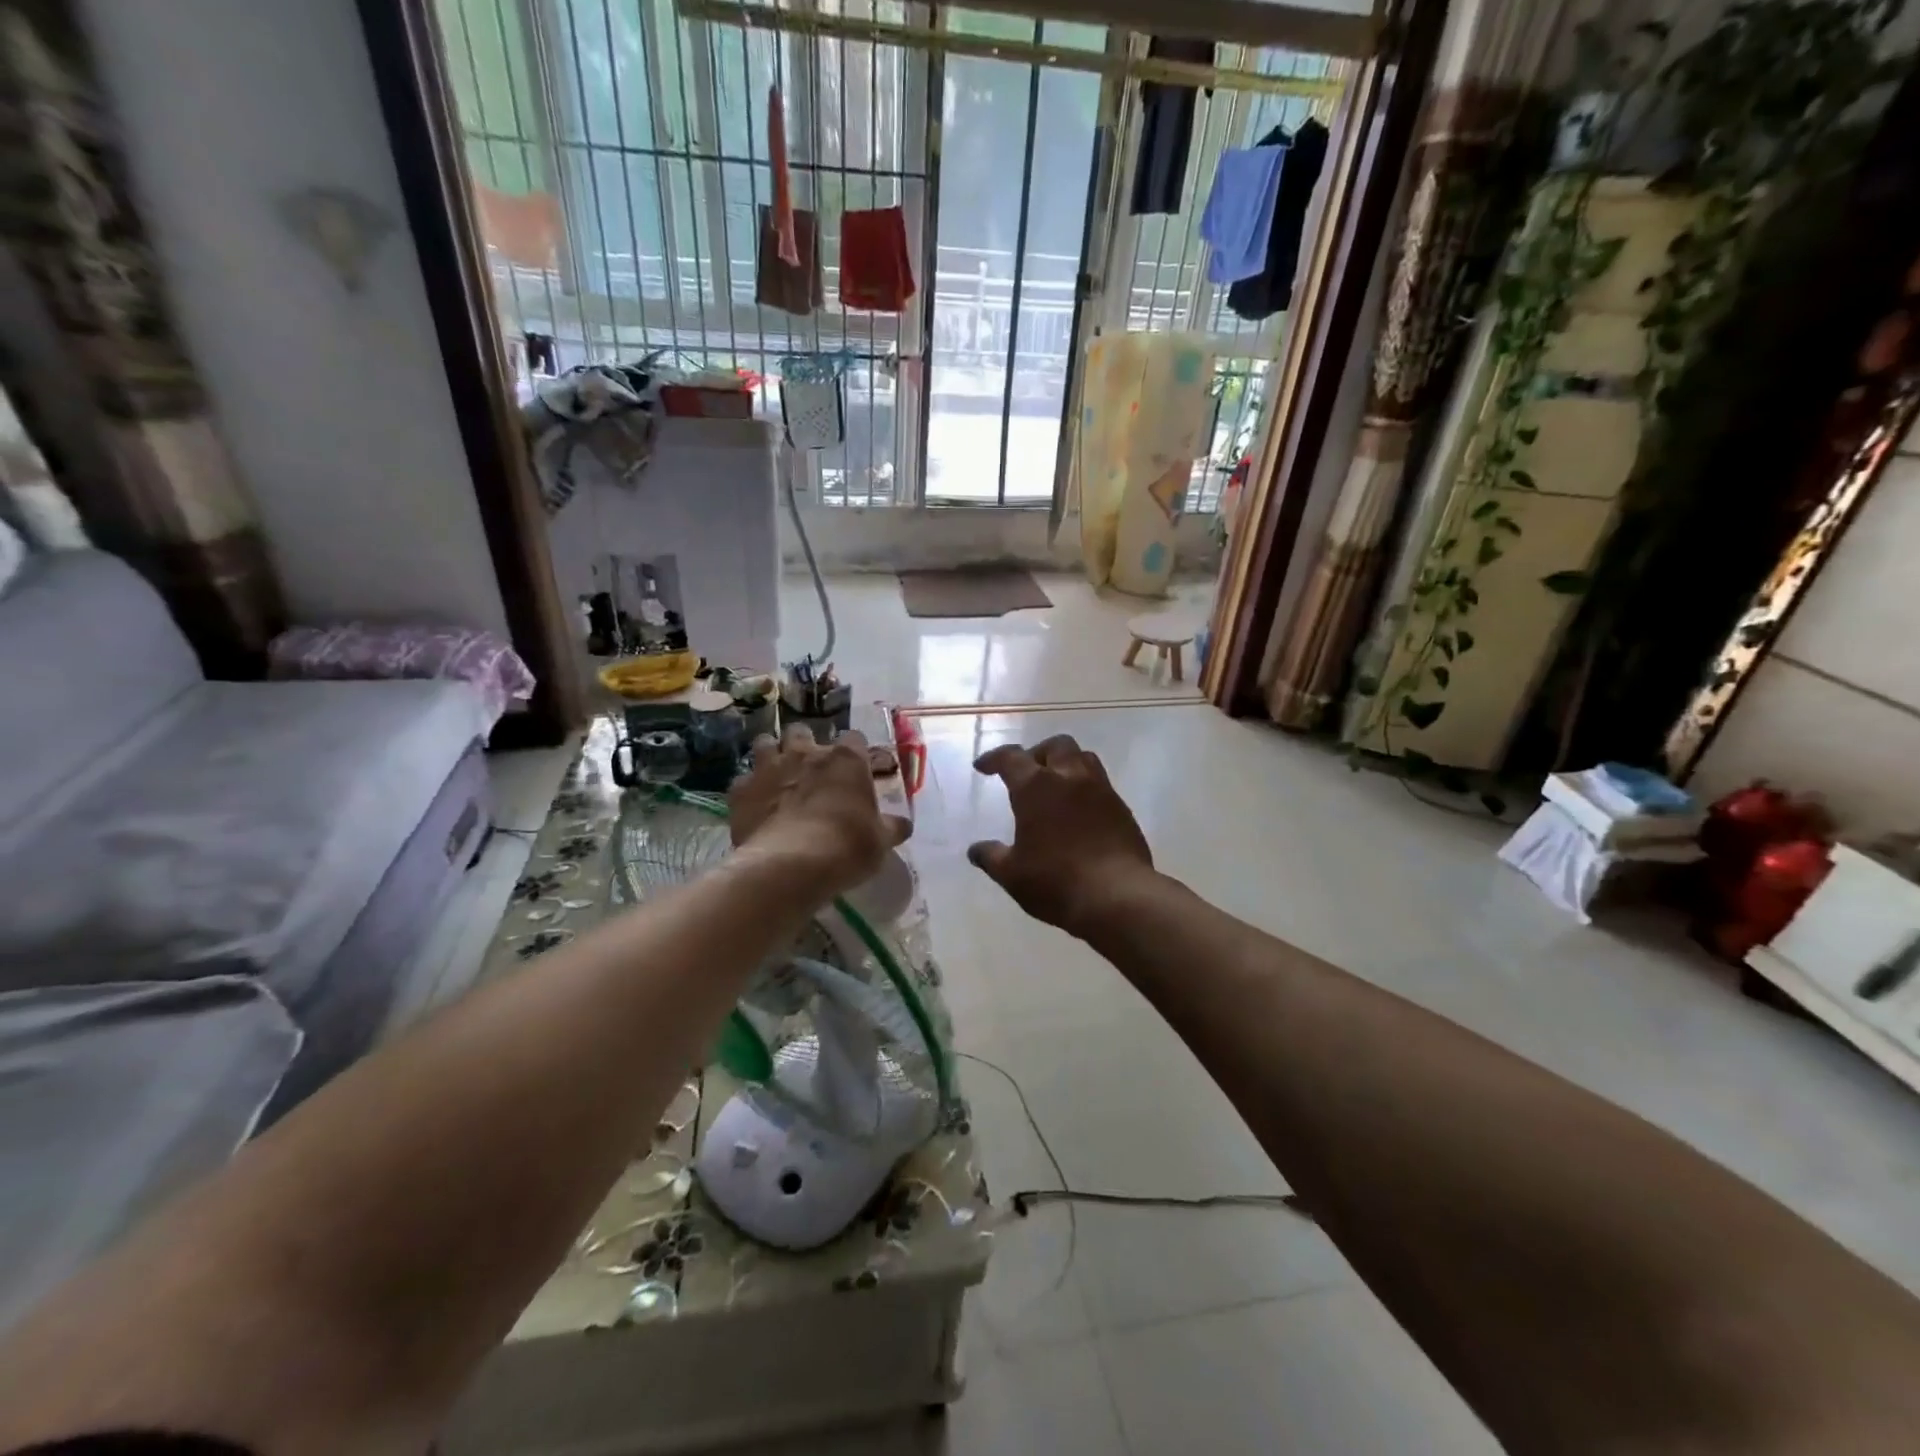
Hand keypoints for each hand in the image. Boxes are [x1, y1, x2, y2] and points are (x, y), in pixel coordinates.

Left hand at [728, 727, 909, 897]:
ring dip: (772, 755)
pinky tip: (755, 805)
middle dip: (805, 745)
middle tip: (810, 768)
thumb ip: (891, 827)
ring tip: (777, 776)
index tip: (855, 770)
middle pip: (803, 731)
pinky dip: (749, 789)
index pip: (854, 738)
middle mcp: (806, 753)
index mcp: (846, 759)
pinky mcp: (741, 789)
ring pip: (766, 743)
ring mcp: (770, 767)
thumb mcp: (881, 841)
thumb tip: (903, 825)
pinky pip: (742, 780)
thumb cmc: (847, 846)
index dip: (854, 752)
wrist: (791, 865)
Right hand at [968, 735, 1155, 937]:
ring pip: (1083, 758)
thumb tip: (975, 850)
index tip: (983, 767)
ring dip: (1065, 763)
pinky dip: (1085, 788)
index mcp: (1036, 787)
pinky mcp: (1122, 808)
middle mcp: (1070, 778)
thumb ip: (991, 857)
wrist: (1117, 896)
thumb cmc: (1055, 881)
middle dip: (1036, 753)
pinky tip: (1079, 811)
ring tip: (1055, 785)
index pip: (1011, 758)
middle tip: (1025, 773)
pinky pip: (1101, 784)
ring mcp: (1101, 790)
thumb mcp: (1012, 874)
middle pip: (1055, 746)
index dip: (994, 758)